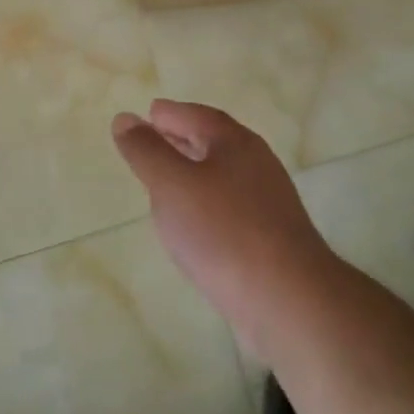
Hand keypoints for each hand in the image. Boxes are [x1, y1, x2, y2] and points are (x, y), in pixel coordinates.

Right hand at [112, 100, 335, 358]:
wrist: (288, 300)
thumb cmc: (222, 231)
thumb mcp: (171, 184)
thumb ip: (146, 150)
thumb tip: (126, 118)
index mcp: (235, 143)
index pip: (197, 116)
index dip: (171, 114)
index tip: (149, 114)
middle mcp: (256, 164)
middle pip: (213, 142)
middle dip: (182, 138)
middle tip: (153, 140)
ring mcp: (268, 202)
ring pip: (222, 174)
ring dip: (193, 171)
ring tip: (165, 181)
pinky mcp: (271, 237)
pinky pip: (230, 205)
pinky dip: (206, 201)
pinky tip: (193, 222)